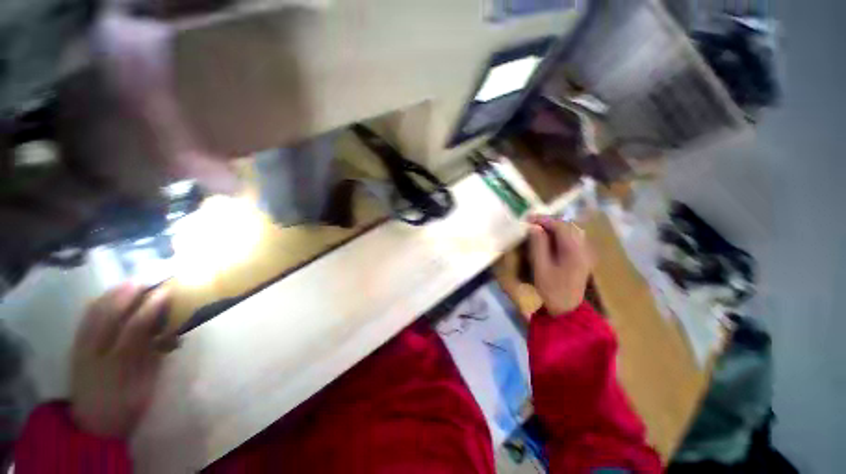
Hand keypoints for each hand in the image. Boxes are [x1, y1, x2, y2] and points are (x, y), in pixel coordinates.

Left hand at [70, 282, 170, 437]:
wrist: (93, 425)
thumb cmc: (127, 406)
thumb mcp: (147, 385)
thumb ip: (156, 355)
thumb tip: (172, 331)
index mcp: (118, 364)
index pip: (134, 327)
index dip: (151, 307)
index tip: (167, 291)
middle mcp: (95, 351)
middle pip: (110, 314)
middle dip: (128, 293)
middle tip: (148, 278)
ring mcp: (81, 348)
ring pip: (93, 313)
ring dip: (111, 294)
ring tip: (129, 282)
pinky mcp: (74, 348)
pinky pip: (83, 320)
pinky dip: (95, 304)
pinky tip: (106, 296)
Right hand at [527, 215, 593, 314]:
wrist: (566, 309)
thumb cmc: (551, 289)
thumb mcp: (541, 267)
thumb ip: (538, 245)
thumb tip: (534, 227)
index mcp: (574, 250)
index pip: (560, 226)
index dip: (543, 220)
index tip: (527, 219)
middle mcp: (583, 248)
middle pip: (567, 226)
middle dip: (549, 222)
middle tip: (531, 223)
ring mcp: (584, 253)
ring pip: (570, 232)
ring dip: (554, 227)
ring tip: (538, 229)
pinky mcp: (581, 258)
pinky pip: (571, 239)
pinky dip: (559, 235)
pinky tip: (549, 238)